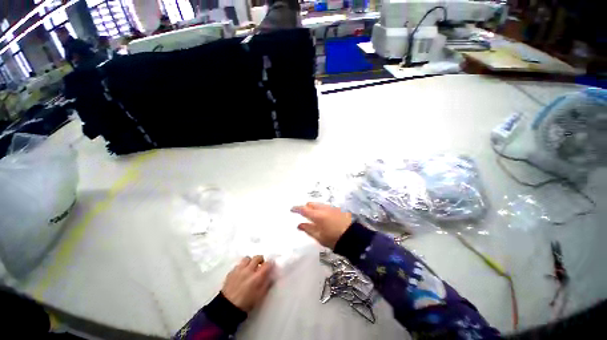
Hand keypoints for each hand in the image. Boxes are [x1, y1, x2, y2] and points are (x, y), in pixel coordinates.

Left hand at [222, 255, 273, 311]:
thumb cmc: (246, 303)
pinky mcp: (231, 272)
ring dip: (250, 262)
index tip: (270, 266)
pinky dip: (242, 267)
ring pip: (247, 258)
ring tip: (250, 268)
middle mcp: (249, 270)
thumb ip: (266, 284)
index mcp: (257, 277)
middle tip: (261, 265)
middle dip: (261, 260)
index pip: (267, 264)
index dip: (270, 264)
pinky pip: (238, 264)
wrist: (227, 308)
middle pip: (257, 257)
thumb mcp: (260, 296)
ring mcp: (239, 270)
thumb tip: (270, 276)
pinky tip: (241, 273)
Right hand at [291, 202, 352, 248]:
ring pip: (319, 204)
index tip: (291, 209)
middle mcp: (323, 209)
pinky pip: (325, 206)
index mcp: (317, 215)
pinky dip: (321, 209)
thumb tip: (299, 225)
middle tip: (303, 213)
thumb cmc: (333, 239)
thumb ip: (308, 229)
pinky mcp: (337, 209)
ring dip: (314, 207)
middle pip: (311, 204)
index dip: (296, 208)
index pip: (304, 209)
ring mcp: (331, 208)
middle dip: (306, 207)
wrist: (352, 237)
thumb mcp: (319, 237)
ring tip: (313, 215)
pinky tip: (323, 216)